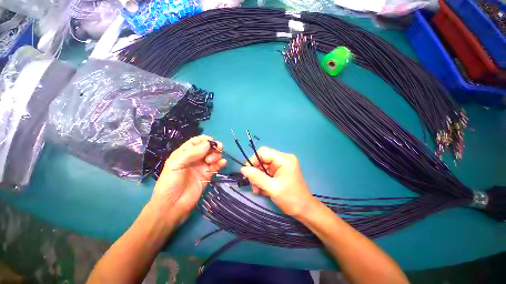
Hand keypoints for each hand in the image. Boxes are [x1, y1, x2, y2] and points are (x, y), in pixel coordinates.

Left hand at [151, 135, 226, 223]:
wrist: (173, 205)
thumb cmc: (170, 183)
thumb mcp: (176, 164)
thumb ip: (192, 153)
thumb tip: (208, 144)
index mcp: (185, 153)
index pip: (197, 141)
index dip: (204, 140)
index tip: (211, 142)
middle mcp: (195, 158)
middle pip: (208, 147)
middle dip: (213, 147)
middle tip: (217, 149)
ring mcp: (202, 166)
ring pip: (214, 155)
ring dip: (216, 155)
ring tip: (212, 161)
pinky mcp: (208, 174)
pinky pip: (217, 165)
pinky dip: (221, 162)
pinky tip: (222, 163)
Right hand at [240, 147, 316, 217]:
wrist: (305, 210)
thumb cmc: (291, 198)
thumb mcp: (272, 188)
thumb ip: (256, 177)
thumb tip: (243, 169)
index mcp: (284, 159)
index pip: (263, 152)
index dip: (253, 160)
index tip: (247, 173)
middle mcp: (283, 159)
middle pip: (262, 159)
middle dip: (256, 172)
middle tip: (253, 185)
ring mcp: (282, 165)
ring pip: (263, 167)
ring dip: (258, 178)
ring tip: (257, 190)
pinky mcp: (280, 172)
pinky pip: (267, 172)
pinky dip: (262, 180)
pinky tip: (262, 190)